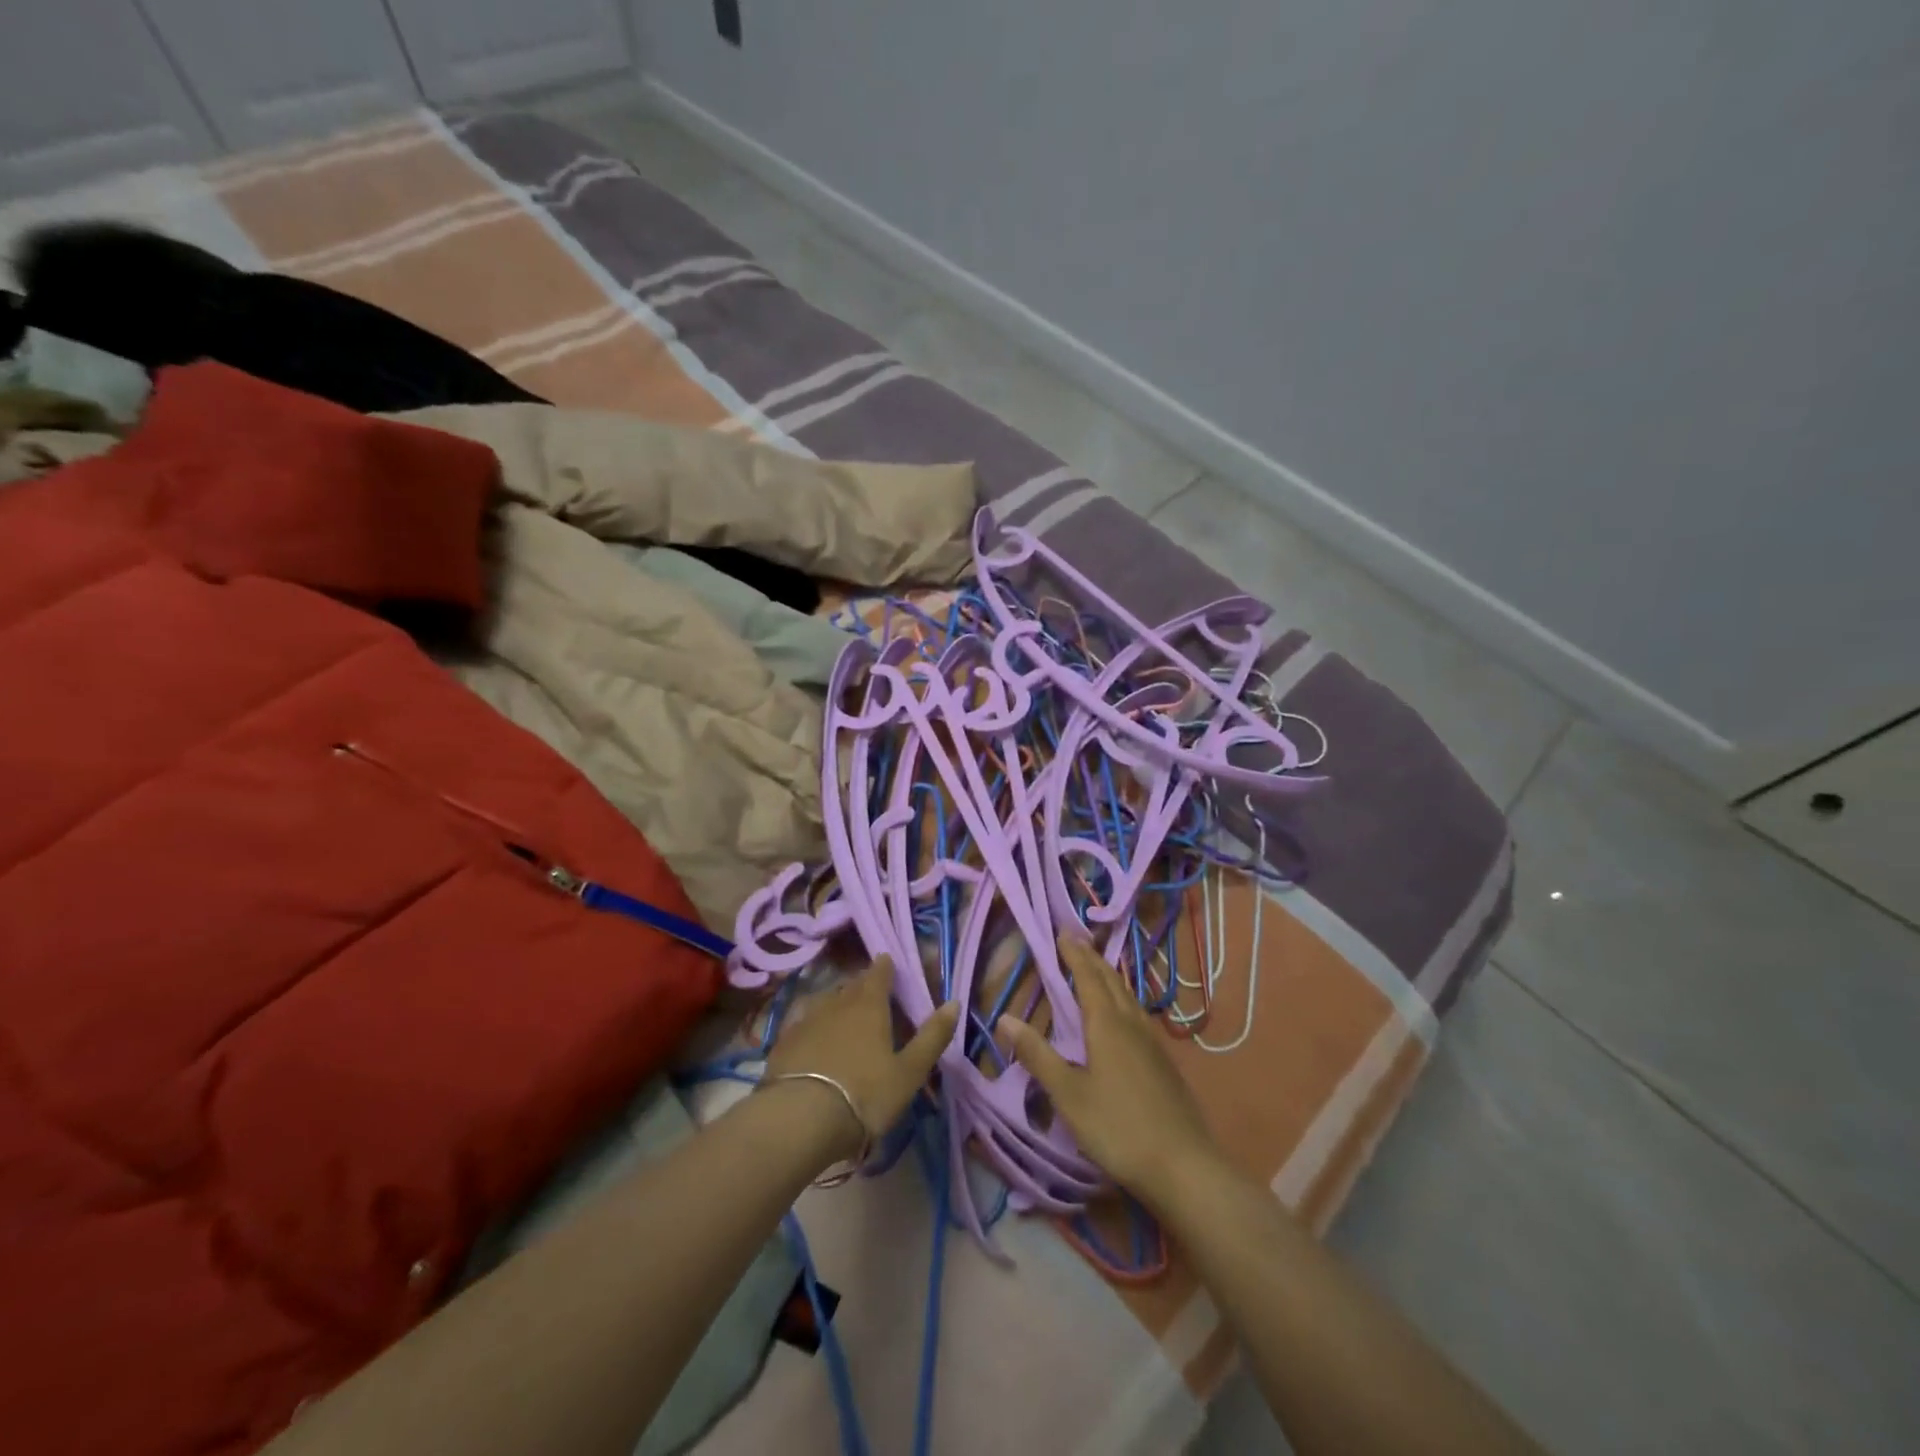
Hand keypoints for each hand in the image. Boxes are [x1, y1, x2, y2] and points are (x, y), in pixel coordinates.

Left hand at [764, 957, 958, 1160]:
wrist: (800, 1119)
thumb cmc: (865, 1094)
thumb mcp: (909, 1072)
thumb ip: (932, 1037)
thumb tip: (954, 1002)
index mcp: (870, 1006)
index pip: (878, 975)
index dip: (884, 967)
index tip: (887, 961)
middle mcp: (837, 1004)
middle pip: (851, 986)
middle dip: (862, 984)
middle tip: (870, 991)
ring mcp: (806, 1020)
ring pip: (825, 1000)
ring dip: (836, 1001)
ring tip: (842, 1009)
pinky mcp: (783, 1041)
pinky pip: (801, 1019)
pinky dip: (810, 1020)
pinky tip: (810, 1030)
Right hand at [999, 932, 1220, 1209]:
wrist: (1183, 1166)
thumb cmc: (1117, 1127)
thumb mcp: (1068, 1094)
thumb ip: (1037, 1055)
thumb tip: (1005, 1018)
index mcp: (1107, 1024)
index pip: (1088, 978)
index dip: (1074, 955)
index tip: (1062, 933)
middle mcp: (1132, 1023)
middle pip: (1111, 980)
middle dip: (1092, 959)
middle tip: (1076, 941)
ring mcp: (1153, 1042)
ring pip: (1128, 996)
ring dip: (1109, 976)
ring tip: (1097, 968)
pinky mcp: (1164, 1063)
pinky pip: (1138, 1013)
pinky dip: (1123, 998)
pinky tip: (1123, 1015)